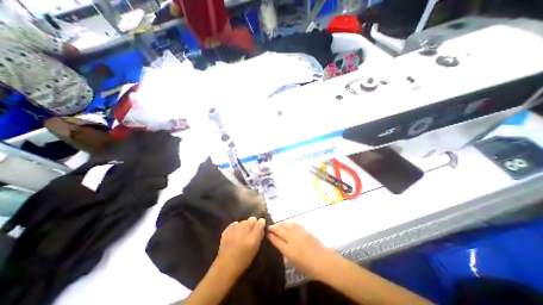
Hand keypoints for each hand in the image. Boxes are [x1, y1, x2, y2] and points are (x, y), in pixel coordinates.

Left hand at [216, 215, 266, 276]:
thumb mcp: (255, 249)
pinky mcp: (227, 229)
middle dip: (252, 224)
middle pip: (252, 219)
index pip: (260, 222)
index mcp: (252, 238)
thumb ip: (260, 235)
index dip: (261, 223)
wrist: (225, 267)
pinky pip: (235, 224)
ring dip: (244, 225)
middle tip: (250, 232)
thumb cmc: (243, 260)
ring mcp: (234, 229)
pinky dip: (236, 227)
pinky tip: (235, 234)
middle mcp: (243, 231)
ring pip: (243, 221)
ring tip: (242, 234)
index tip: (260, 226)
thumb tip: (262, 224)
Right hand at [267, 222, 338, 277]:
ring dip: (280, 224)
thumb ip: (285, 252)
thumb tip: (279, 244)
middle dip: (273, 227)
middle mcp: (292, 239)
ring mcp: (298, 233)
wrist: (324, 261)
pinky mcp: (304, 229)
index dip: (270, 236)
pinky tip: (286, 224)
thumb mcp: (293, 263)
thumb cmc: (308, 267)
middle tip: (269, 227)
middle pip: (279, 230)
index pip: (276, 240)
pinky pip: (293, 223)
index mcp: (288, 250)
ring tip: (277, 225)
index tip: (266, 233)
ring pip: (286, 224)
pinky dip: (288, 223)